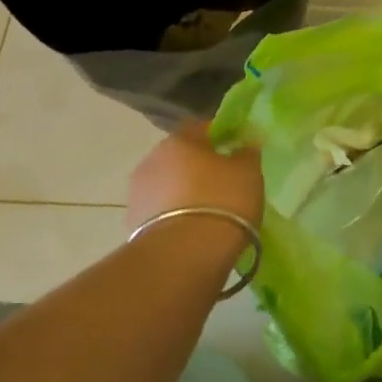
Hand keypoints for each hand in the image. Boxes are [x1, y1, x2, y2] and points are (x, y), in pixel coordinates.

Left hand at [127, 122, 264, 231]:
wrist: (185, 254)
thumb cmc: (222, 201)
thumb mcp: (248, 173)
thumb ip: (247, 153)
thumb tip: (244, 144)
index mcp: (179, 140)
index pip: (201, 127)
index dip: (220, 135)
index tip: (236, 149)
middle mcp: (152, 159)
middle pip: (180, 156)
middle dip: (199, 166)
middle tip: (224, 182)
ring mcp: (138, 192)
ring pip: (168, 184)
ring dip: (184, 192)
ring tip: (208, 211)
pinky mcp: (133, 223)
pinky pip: (161, 211)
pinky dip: (175, 215)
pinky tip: (193, 229)